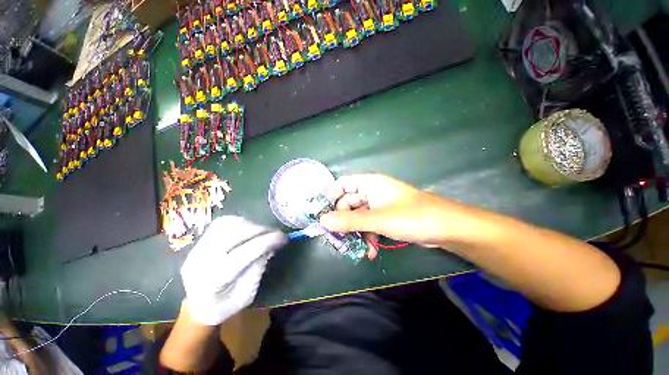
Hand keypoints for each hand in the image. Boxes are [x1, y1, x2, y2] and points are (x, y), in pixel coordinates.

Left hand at [180, 216, 286, 325]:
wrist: (196, 306)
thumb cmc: (225, 305)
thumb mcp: (247, 294)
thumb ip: (259, 267)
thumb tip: (271, 245)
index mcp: (215, 279)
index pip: (247, 251)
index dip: (268, 241)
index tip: (284, 238)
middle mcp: (203, 259)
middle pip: (237, 233)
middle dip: (261, 229)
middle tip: (275, 233)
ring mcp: (197, 248)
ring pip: (229, 224)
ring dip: (251, 225)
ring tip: (262, 232)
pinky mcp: (198, 241)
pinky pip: (222, 223)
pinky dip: (239, 223)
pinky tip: (248, 230)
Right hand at [320, 174, 455, 253]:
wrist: (446, 228)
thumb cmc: (410, 217)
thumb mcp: (377, 219)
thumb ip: (349, 221)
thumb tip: (322, 220)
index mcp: (369, 183)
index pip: (342, 183)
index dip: (331, 196)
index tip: (322, 213)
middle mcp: (372, 192)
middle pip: (348, 202)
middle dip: (343, 220)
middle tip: (337, 237)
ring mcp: (379, 205)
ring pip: (359, 216)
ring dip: (356, 232)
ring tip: (354, 248)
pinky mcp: (386, 217)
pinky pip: (370, 224)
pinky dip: (368, 236)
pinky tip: (371, 251)